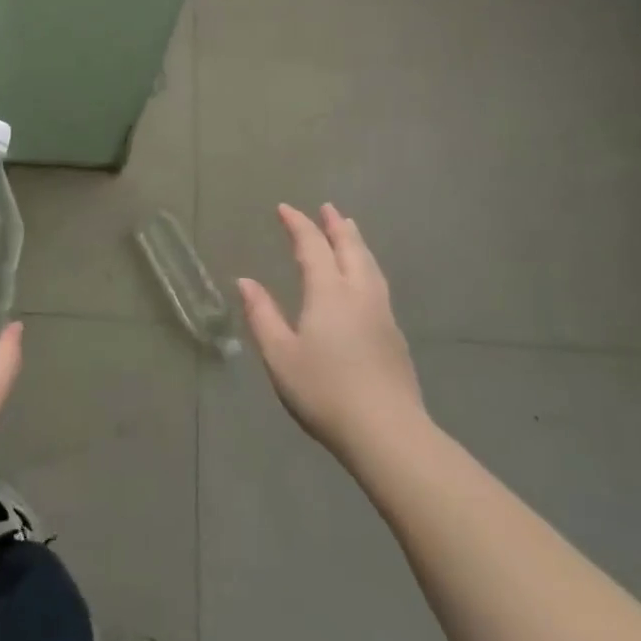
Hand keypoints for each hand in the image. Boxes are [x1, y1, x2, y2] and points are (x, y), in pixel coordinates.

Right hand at [238, 204, 424, 456]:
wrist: (387, 432)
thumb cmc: (324, 391)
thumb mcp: (280, 355)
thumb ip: (262, 315)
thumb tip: (246, 281)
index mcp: (329, 293)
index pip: (313, 247)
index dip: (298, 225)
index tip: (284, 208)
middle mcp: (359, 294)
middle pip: (350, 249)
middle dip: (336, 226)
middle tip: (328, 208)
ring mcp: (382, 314)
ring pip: (370, 266)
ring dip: (357, 243)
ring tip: (350, 231)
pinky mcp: (394, 336)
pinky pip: (378, 284)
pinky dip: (367, 267)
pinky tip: (365, 279)